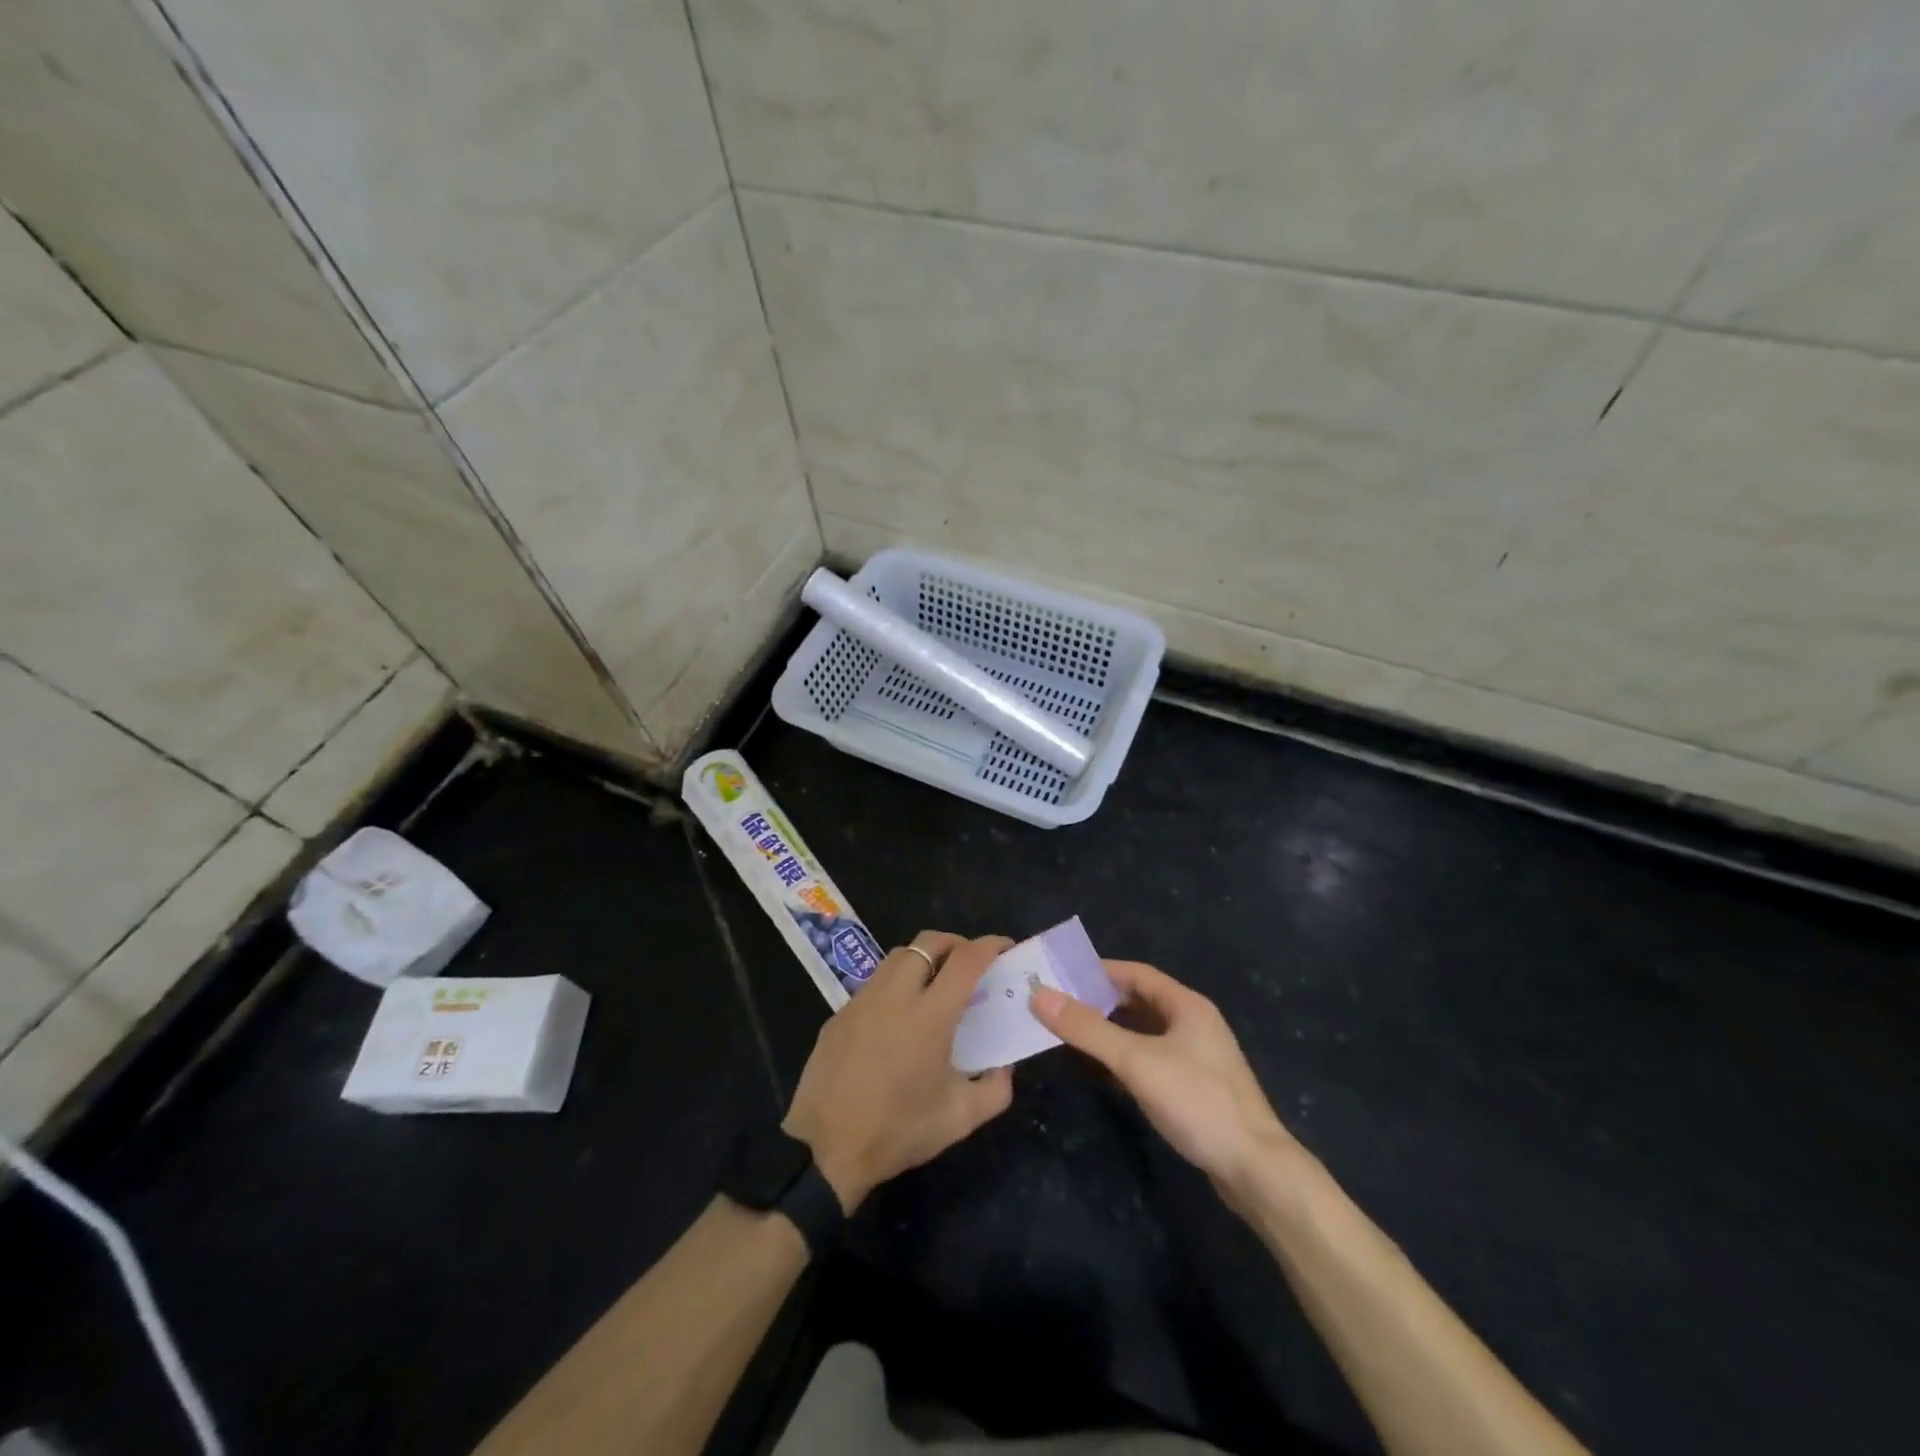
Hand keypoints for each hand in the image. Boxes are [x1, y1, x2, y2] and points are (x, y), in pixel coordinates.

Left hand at [783, 932, 1015, 1210]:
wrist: (826, 1150)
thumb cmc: (898, 1132)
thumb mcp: (960, 1119)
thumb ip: (995, 1088)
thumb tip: (1004, 1065)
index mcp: (930, 1016)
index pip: (966, 960)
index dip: (990, 945)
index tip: (1005, 947)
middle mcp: (895, 996)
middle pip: (928, 942)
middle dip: (955, 942)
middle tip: (970, 962)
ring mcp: (862, 1001)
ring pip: (897, 956)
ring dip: (923, 958)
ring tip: (935, 983)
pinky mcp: (839, 1014)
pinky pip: (874, 983)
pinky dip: (895, 983)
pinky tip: (898, 1015)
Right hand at [1031, 961, 1300, 1204]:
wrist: (1255, 1169)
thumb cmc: (1197, 1101)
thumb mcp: (1136, 1061)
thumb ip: (1088, 1029)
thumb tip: (1039, 996)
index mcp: (1187, 1005)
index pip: (1137, 973)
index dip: (1099, 971)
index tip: (1062, 976)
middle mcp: (1195, 1023)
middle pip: (1141, 1000)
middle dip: (1101, 1000)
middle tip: (1060, 1004)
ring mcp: (1198, 1057)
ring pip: (1146, 1031)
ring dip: (1112, 1029)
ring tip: (1073, 1032)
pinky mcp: (1196, 1087)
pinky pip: (1153, 1057)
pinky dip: (1126, 1056)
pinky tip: (1103, 1069)